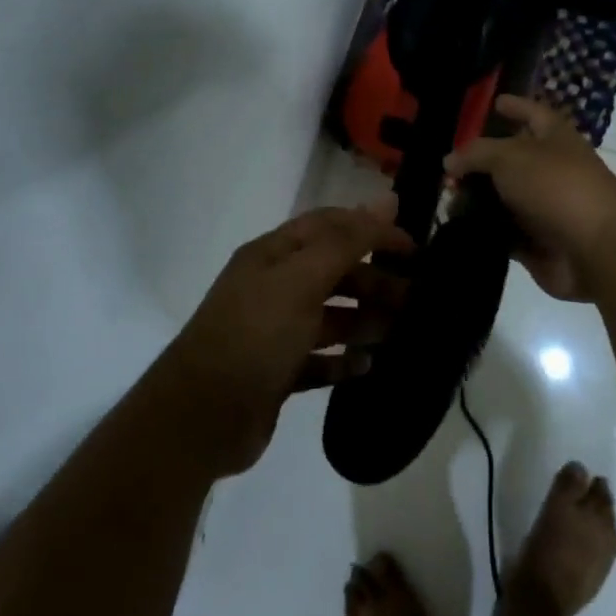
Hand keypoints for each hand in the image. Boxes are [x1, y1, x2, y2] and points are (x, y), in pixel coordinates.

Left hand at [147, 202, 411, 477]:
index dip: (372, 230)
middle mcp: (273, 287)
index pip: (331, 226)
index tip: (414, 249)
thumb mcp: (301, 279)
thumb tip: (387, 199)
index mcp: (273, 255)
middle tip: (413, 299)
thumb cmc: (255, 335)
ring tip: (395, 333)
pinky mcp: (278, 372)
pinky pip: (320, 359)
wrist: (201, 416)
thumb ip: (347, 241)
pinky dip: (344, 360)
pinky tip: (367, 366)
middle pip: (334, 272)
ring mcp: (274, 331)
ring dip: (364, 320)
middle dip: (373, 280)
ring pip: (330, 317)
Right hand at [445, 96, 615, 301]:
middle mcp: (551, 169)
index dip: (515, 106)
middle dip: (481, 162)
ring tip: (442, 198)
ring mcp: (545, 208)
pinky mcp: (536, 242)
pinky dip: (482, 231)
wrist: (595, 248)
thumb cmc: (556, 186)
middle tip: (447, 164)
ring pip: (504, 199)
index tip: (493, 102)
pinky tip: (454, 228)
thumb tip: (449, 160)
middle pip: (512, 160)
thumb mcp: (510, 156)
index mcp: (555, 138)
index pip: (532, 113)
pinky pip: (502, 233)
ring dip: (476, 200)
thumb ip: (476, 154)